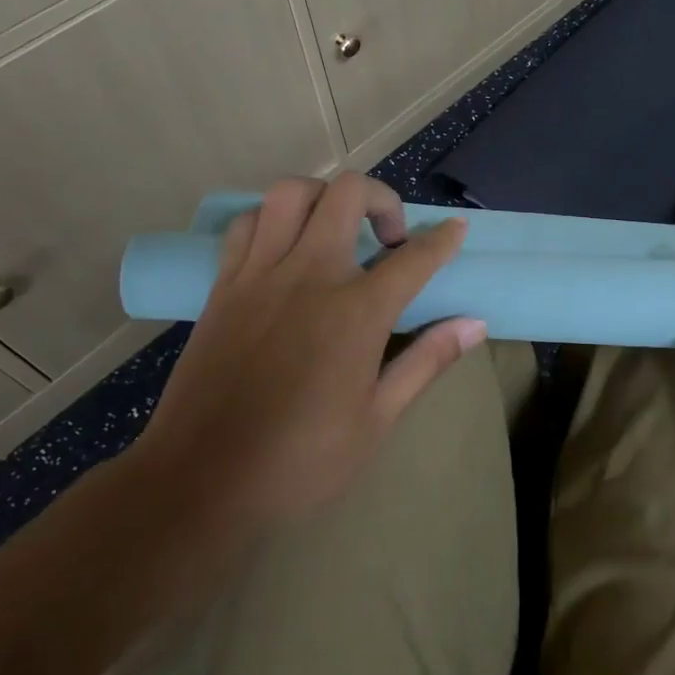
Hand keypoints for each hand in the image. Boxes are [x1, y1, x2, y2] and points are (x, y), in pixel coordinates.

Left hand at [132, 173, 483, 534]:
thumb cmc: (299, 461)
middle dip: (382, 198)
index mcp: (356, 312)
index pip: (414, 256)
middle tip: (388, 236)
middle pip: (348, 195)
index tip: (455, 229)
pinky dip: (272, 219)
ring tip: (335, 228)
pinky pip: (247, 224)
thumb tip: (475, 324)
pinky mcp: (223, 286)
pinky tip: (284, 248)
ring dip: (323, 197)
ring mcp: (260, 275)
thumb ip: (426, 361)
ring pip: (291, 192)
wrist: (199, 482)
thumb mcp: (377, 420)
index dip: (443, 238)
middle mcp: (309, 276)